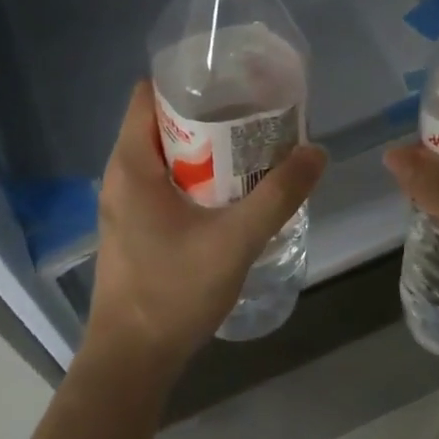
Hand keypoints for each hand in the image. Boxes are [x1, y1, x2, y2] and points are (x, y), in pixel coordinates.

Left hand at [87, 81, 327, 377]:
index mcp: (132, 163)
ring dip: (206, 148)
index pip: (149, 93)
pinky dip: (196, 176)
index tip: (233, 79)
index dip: (189, 79)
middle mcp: (121, 174)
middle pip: (162, 122)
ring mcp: (125, 203)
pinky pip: (165, 183)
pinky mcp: (135, 227)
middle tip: (257, 112)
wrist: (132, 359)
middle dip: (209, 113)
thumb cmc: (173, 292)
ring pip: (166, 156)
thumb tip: (316, 152)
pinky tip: (233, 190)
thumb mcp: (235, 240)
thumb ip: (278, 195)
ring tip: (253, 146)